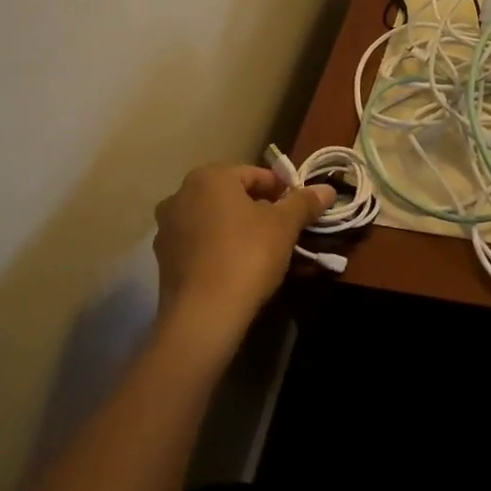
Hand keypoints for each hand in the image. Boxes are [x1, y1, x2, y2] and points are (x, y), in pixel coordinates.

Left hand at [151, 164, 333, 359]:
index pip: (255, 175)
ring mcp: (167, 229)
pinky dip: (219, 249)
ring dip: (238, 229)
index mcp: (209, 178)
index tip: (299, 211)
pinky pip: (200, 245)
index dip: (282, 191)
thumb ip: (304, 202)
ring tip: (263, 251)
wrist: (204, 315)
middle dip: (259, 210)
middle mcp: (180, 196)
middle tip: (284, 231)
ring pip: (215, 221)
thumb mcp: (285, 225)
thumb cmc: (247, 255)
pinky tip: (238, 268)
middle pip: (232, 196)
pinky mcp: (163, 260)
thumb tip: (327, 189)